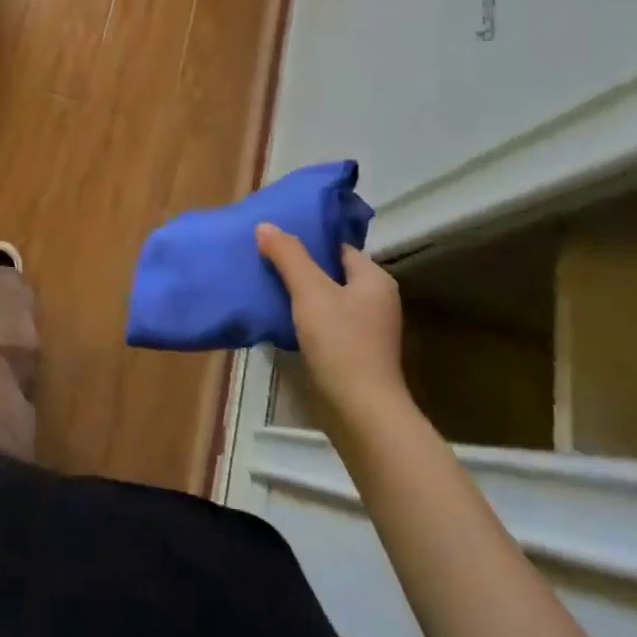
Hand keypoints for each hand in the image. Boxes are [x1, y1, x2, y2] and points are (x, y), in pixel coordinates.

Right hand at [256, 225, 407, 426]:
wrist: (360, 411)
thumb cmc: (341, 342)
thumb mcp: (310, 291)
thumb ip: (288, 255)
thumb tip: (265, 225)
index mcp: (374, 279)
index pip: (336, 247)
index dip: (306, 240)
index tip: (272, 238)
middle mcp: (375, 300)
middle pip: (329, 272)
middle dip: (297, 266)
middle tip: (261, 258)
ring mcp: (365, 329)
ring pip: (324, 299)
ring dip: (297, 293)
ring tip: (263, 284)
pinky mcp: (352, 352)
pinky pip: (323, 323)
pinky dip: (302, 317)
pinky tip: (277, 318)